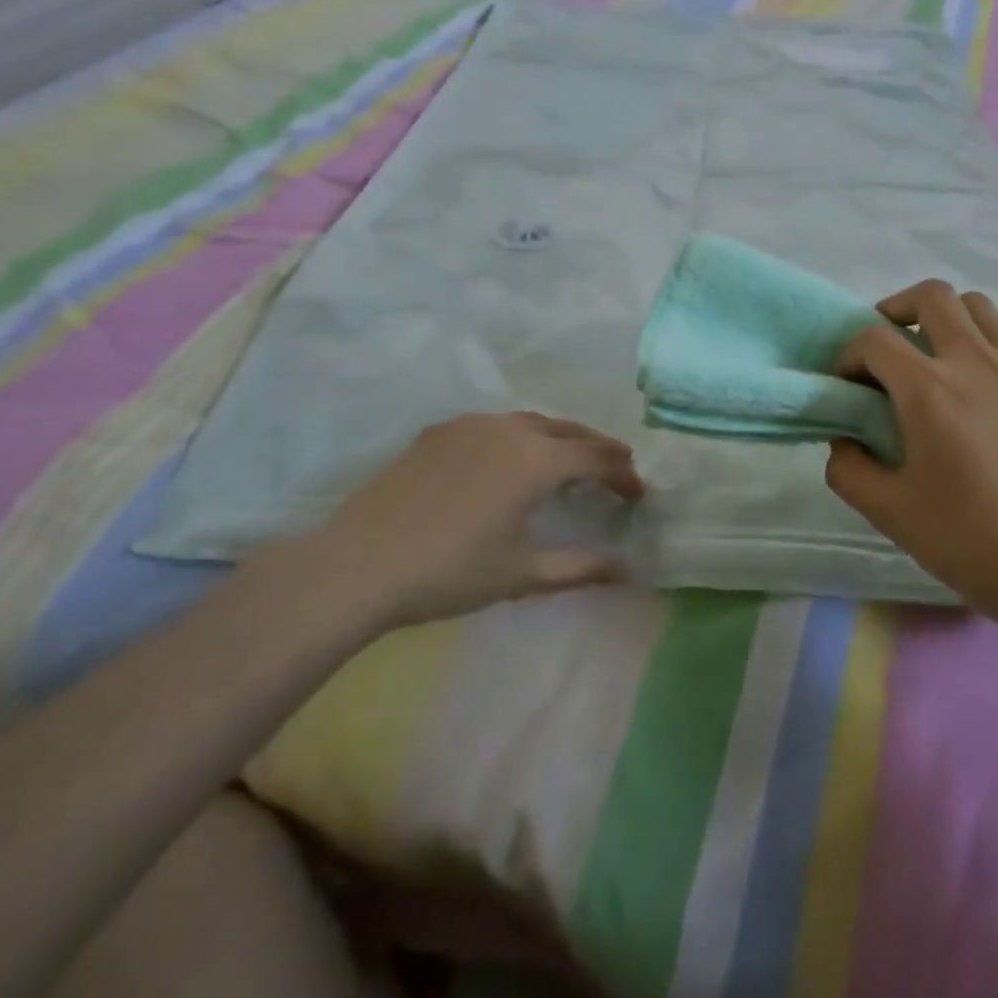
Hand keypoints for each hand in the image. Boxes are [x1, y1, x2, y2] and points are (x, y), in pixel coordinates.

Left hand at [294, 412, 643, 626]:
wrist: (359, 564)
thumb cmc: (450, 573)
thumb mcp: (522, 575)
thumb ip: (580, 568)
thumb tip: (628, 570)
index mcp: (538, 461)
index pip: (597, 457)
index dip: (623, 474)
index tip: (637, 493)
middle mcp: (511, 429)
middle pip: (569, 430)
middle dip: (597, 448)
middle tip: (615, 468)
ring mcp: (472, 424)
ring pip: (530, 422)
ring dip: (558, 439)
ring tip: (567, 461)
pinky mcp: (440, 431)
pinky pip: (494, 425)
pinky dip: (518, 438)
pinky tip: (508, 461)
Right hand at [825, 281, 997, 624]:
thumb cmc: (975, 541)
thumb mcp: (891, 514)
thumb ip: (849, 470)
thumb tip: (844, 441)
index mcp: (929, 390)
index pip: (875, 339)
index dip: (849, 354)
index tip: (848, 384)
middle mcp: (976, 362)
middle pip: (932, 296)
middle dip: (897, 309)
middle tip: (889, 347)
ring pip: (979, 308)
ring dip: (946, 319)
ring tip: (937, 359)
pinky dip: (986, 348)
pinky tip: (986, 393)